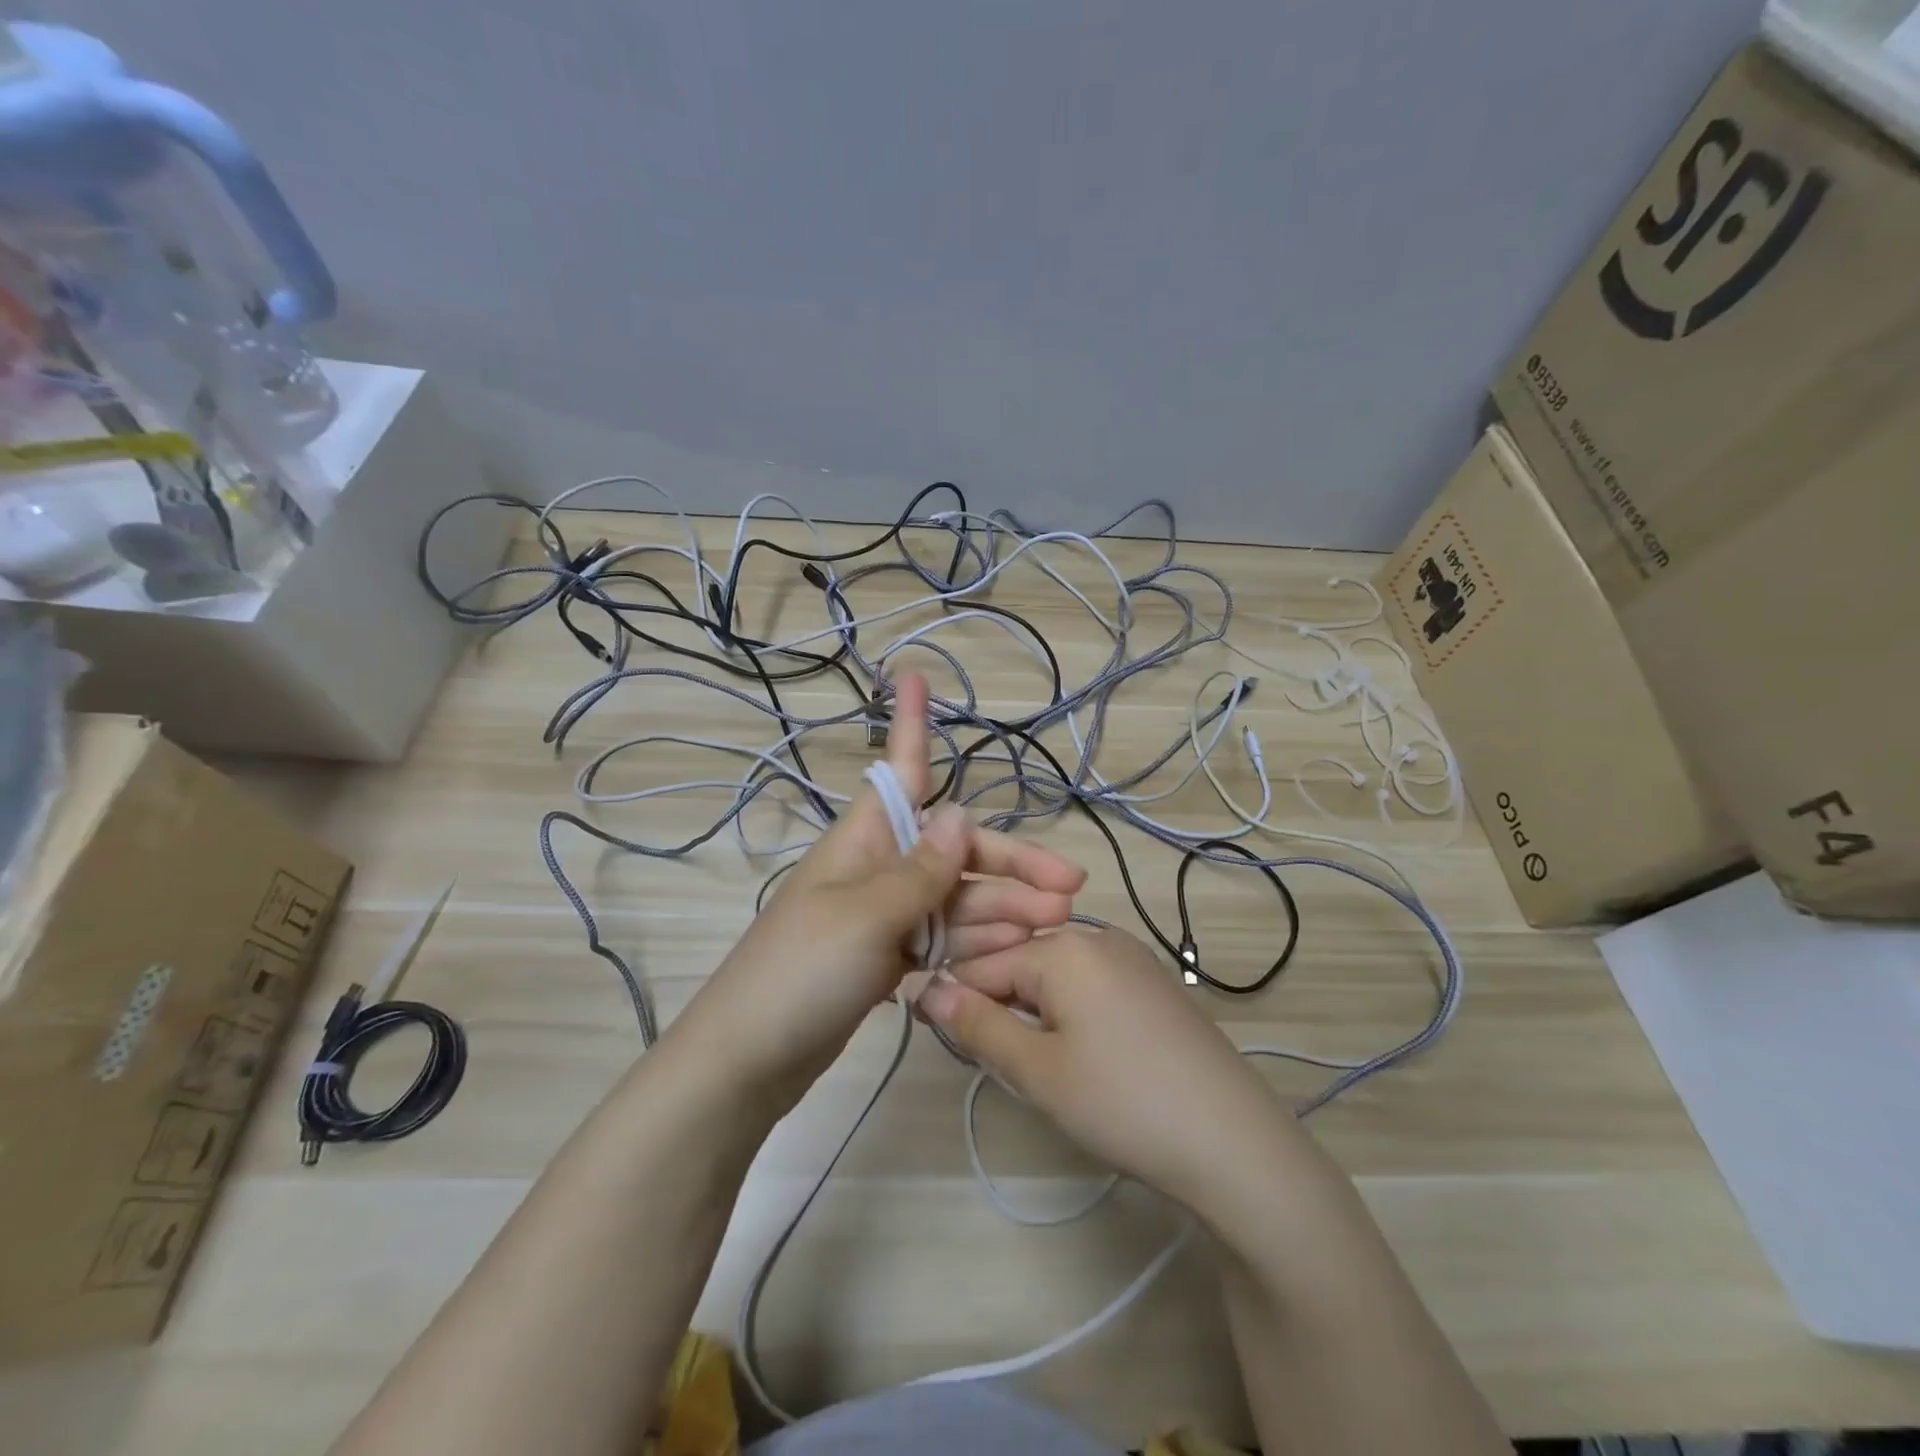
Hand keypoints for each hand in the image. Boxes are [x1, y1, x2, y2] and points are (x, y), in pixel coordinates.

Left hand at [669, 673, 1086, 1111]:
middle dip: (1010, 865)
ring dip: (1003, 910)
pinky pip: (942, 941)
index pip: (902, 771)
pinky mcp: (886, 962)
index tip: (915, 675)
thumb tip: (961, 812)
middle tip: (1071, 890)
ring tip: (1057, 928)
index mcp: (865, 841)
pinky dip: (976, 946)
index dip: (911, 724)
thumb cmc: (802, 973)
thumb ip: (921, 870)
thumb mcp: (867, 915)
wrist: (749, 1062)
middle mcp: (877, 870)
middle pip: (955, 852)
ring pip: (956, 901)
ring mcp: (883, 919)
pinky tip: (1014, 954)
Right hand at [919, 927, 1295, 1209]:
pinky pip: (1091, 983)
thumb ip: (978, 1025)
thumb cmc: (1122, 1101)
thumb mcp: (1037, 1070)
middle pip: (1022, 961)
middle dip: (998, 1004)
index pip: (984, 962)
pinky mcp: (1155, 984)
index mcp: (1063, 946)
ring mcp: (1133, 957)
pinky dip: (1070, 1010)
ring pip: (1056, 974)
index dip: (957, 999)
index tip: (941, 1036)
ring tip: (1036, 1063)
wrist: (1233, 1140)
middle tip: (996, 1061)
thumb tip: (928, 990)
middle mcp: (1098, 936)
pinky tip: (1081, 1053)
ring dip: (1033, 1010)